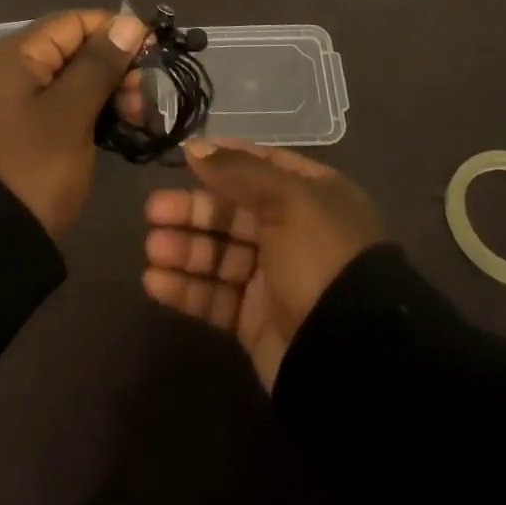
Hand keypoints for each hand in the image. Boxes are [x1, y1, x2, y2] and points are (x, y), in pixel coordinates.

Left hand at [0, 9, 149, 239]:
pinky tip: (119, 128)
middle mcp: (11, 70)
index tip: (154, 52)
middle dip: (115, 66)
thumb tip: (130, 21)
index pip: (74, 22)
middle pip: (73, 50)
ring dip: (108, 92)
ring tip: (139, 117)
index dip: (116, 30)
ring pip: (72, 80)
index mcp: (16, 55)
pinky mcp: (21, 132)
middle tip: (146, 97)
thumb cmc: (32, 168)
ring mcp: (14, 103)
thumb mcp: (71, 113)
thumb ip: (100, 64)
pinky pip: (62, 107)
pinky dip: (91, 112)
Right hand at [142, 139, 384, 388]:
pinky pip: (214, 296)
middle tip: (153, 211)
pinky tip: (155, 282)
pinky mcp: (254, 320)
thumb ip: (238, 171)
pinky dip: (185, 289)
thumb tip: (195, 147)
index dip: (223, 160)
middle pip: (231, 212)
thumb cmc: (323, 258)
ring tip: (152, 249)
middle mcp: (292, 232)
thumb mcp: (288, 200)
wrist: (353, 357)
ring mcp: (273, 278)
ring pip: (218, 254)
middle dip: (192, 210)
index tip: (184, 157)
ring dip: (183, 249)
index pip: (261, 166)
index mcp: (311, 196)